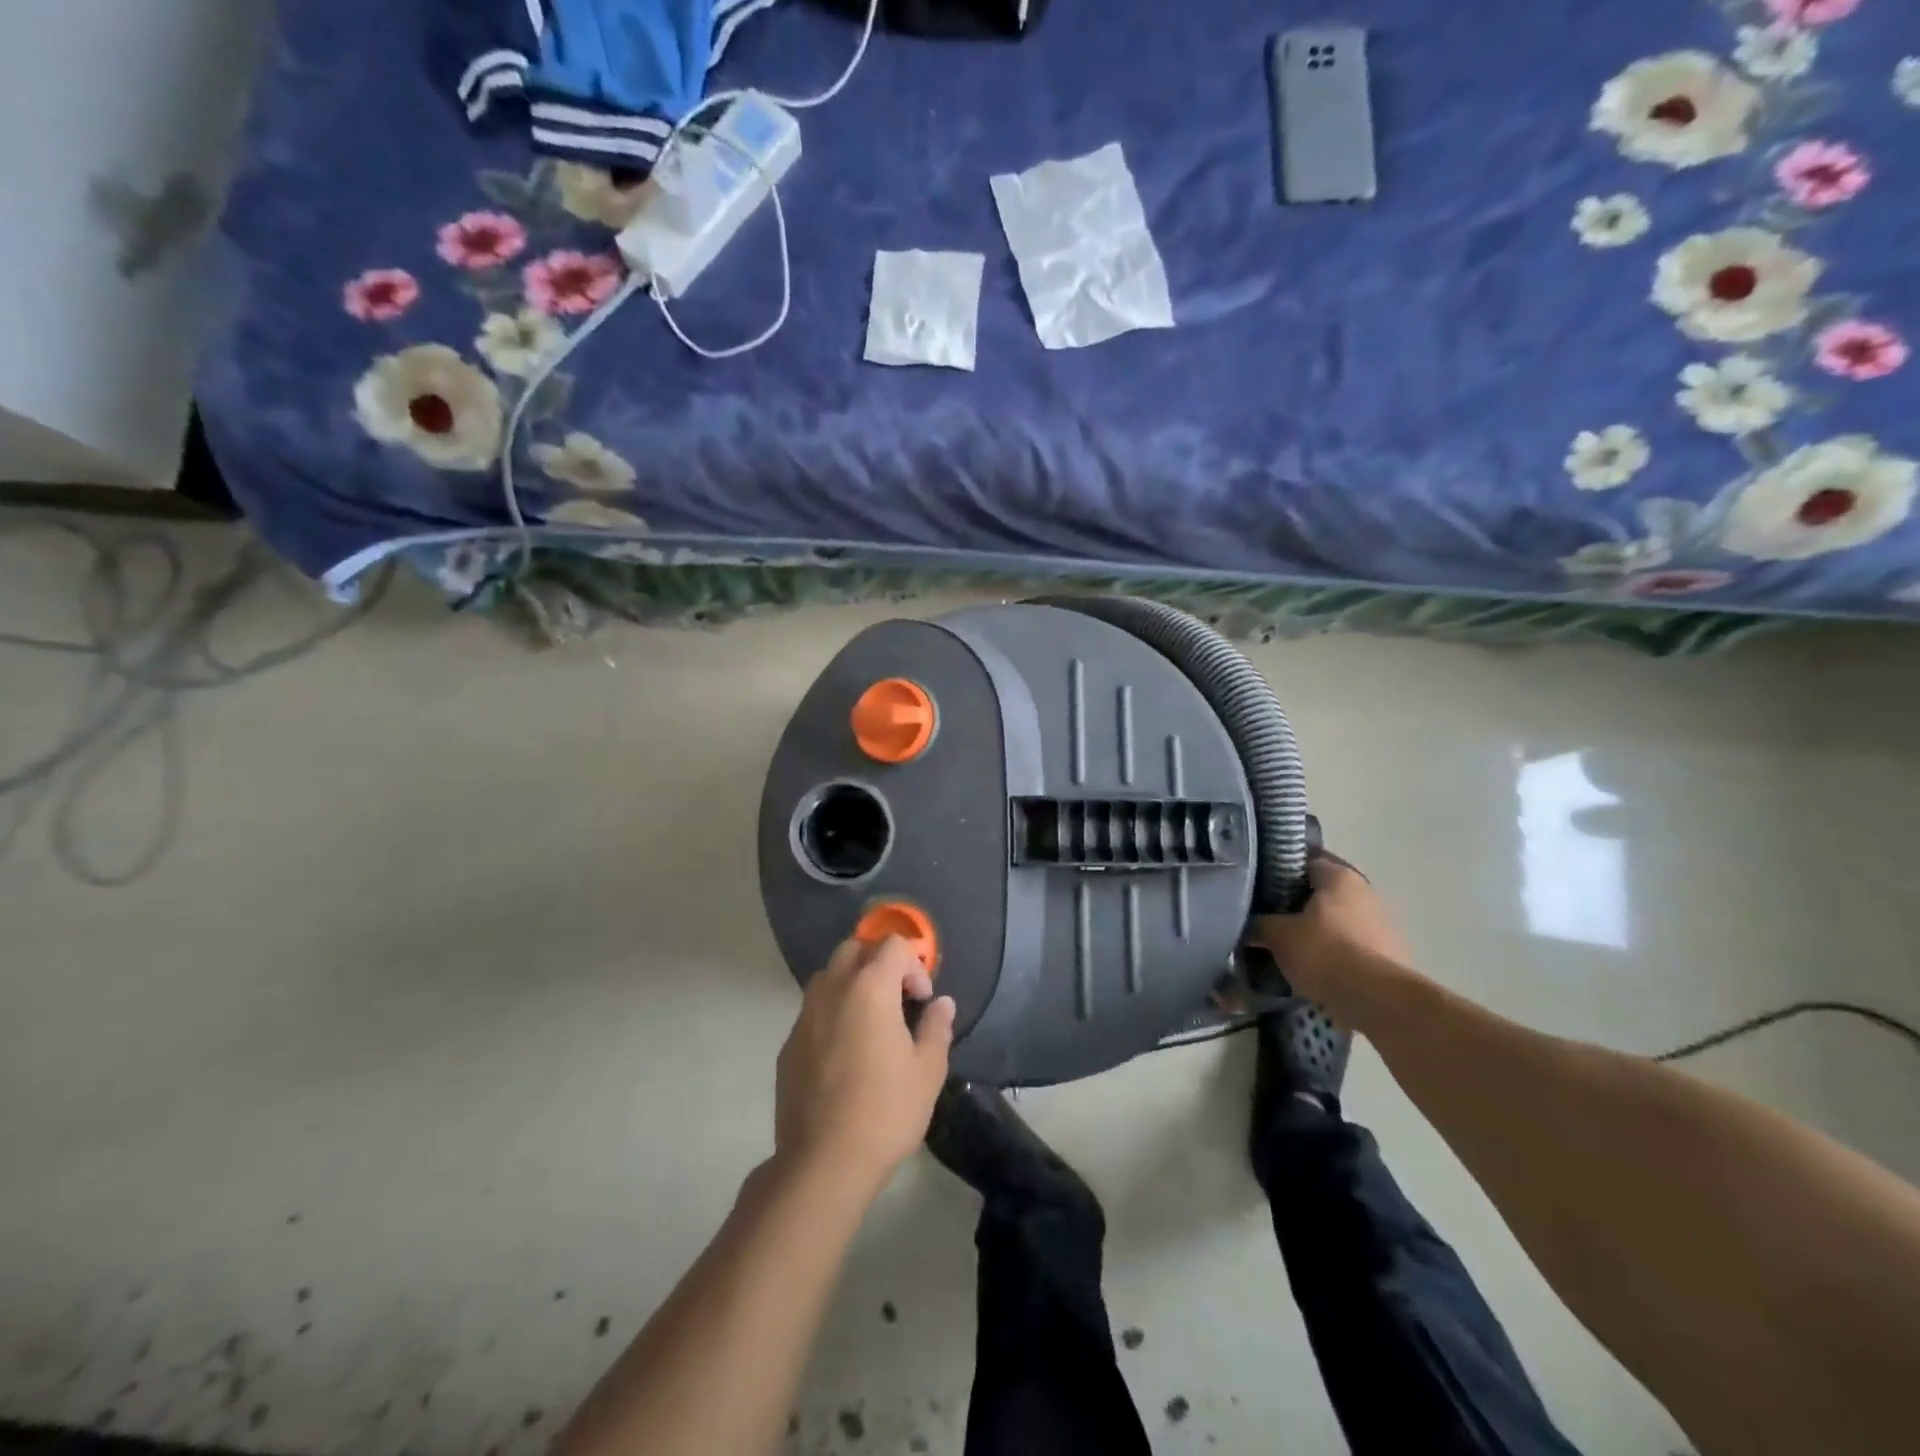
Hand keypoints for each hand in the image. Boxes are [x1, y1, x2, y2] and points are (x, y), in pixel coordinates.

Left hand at [774, 937, 955, 1196]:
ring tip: (871, 1022)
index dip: (913, 964)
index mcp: (870, 988)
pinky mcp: (789, 1044)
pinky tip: (845, 1053)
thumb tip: (941, 1003)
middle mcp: (833, 990)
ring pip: (829, 976)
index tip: (922, 1000)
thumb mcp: (927, 1071)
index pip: (892, 945)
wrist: (823, 1161)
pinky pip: (813, 1010)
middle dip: (879, 962)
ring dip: (852, 983)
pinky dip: (833, 1013)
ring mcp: (805, 1016)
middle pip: (854, 949)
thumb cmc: (885, 1110)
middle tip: (897, 998)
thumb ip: (937, 1027)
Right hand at [1252, 854, 1409, 1006]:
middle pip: (1322, 892)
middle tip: (1270, 918)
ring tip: (1291, 947)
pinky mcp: (1393, 953)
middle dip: (1298, 904)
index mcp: (1339, 876)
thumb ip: (1258, 924)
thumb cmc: (1324, 953)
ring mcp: (1384, 923)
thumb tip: (1246, 924)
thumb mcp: (1278, 936)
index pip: (1303, 862)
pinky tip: (1317, 967)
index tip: (1258, 888)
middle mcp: (1366, 891)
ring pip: (1339, 919)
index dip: (1278, 873)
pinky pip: (1353, 944)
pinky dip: (1336, 951)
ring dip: (1319, 929)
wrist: (1378, 1000)